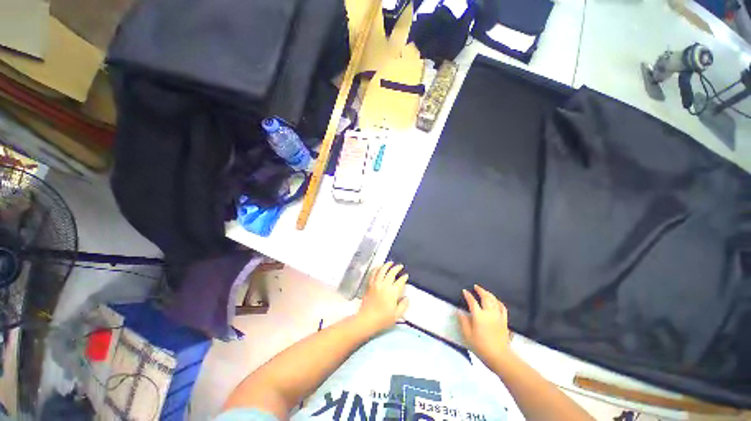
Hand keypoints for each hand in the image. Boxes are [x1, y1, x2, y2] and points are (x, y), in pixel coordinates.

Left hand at [356, 262, 408, 332]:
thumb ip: (403, 305)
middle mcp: (384, 285)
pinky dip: (376, 268)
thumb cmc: (383, 319)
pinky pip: (373, 273)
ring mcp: (376, 284)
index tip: (406, 275)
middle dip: (397, 268)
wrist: (367, 319)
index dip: (404, 277)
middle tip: (400, 266)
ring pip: (382, 270)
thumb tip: (406, 298)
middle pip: (391, 272)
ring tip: (390, 263)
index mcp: (392, 292)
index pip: (400, 281)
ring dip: (387, 265)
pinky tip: (378, 267)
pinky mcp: (369, 285)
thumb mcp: (397, 315)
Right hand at [458, 284, 512, 367]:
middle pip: (485, 297)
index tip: (464, 291)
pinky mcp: (504, 320)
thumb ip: (463, 322)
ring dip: (489, 294)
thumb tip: (459, 311)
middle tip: (476, 286)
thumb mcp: (467, 335)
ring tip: (484, 291)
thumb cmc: (481, 346)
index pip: (472, 301)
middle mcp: (489, 313)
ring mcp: (498, 316)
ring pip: (494, 300)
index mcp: (479, 316)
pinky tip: (496, 301)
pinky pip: (502, 308)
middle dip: (480, 290)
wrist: (499, 356)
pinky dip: (499, 302)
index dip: (468, 295)